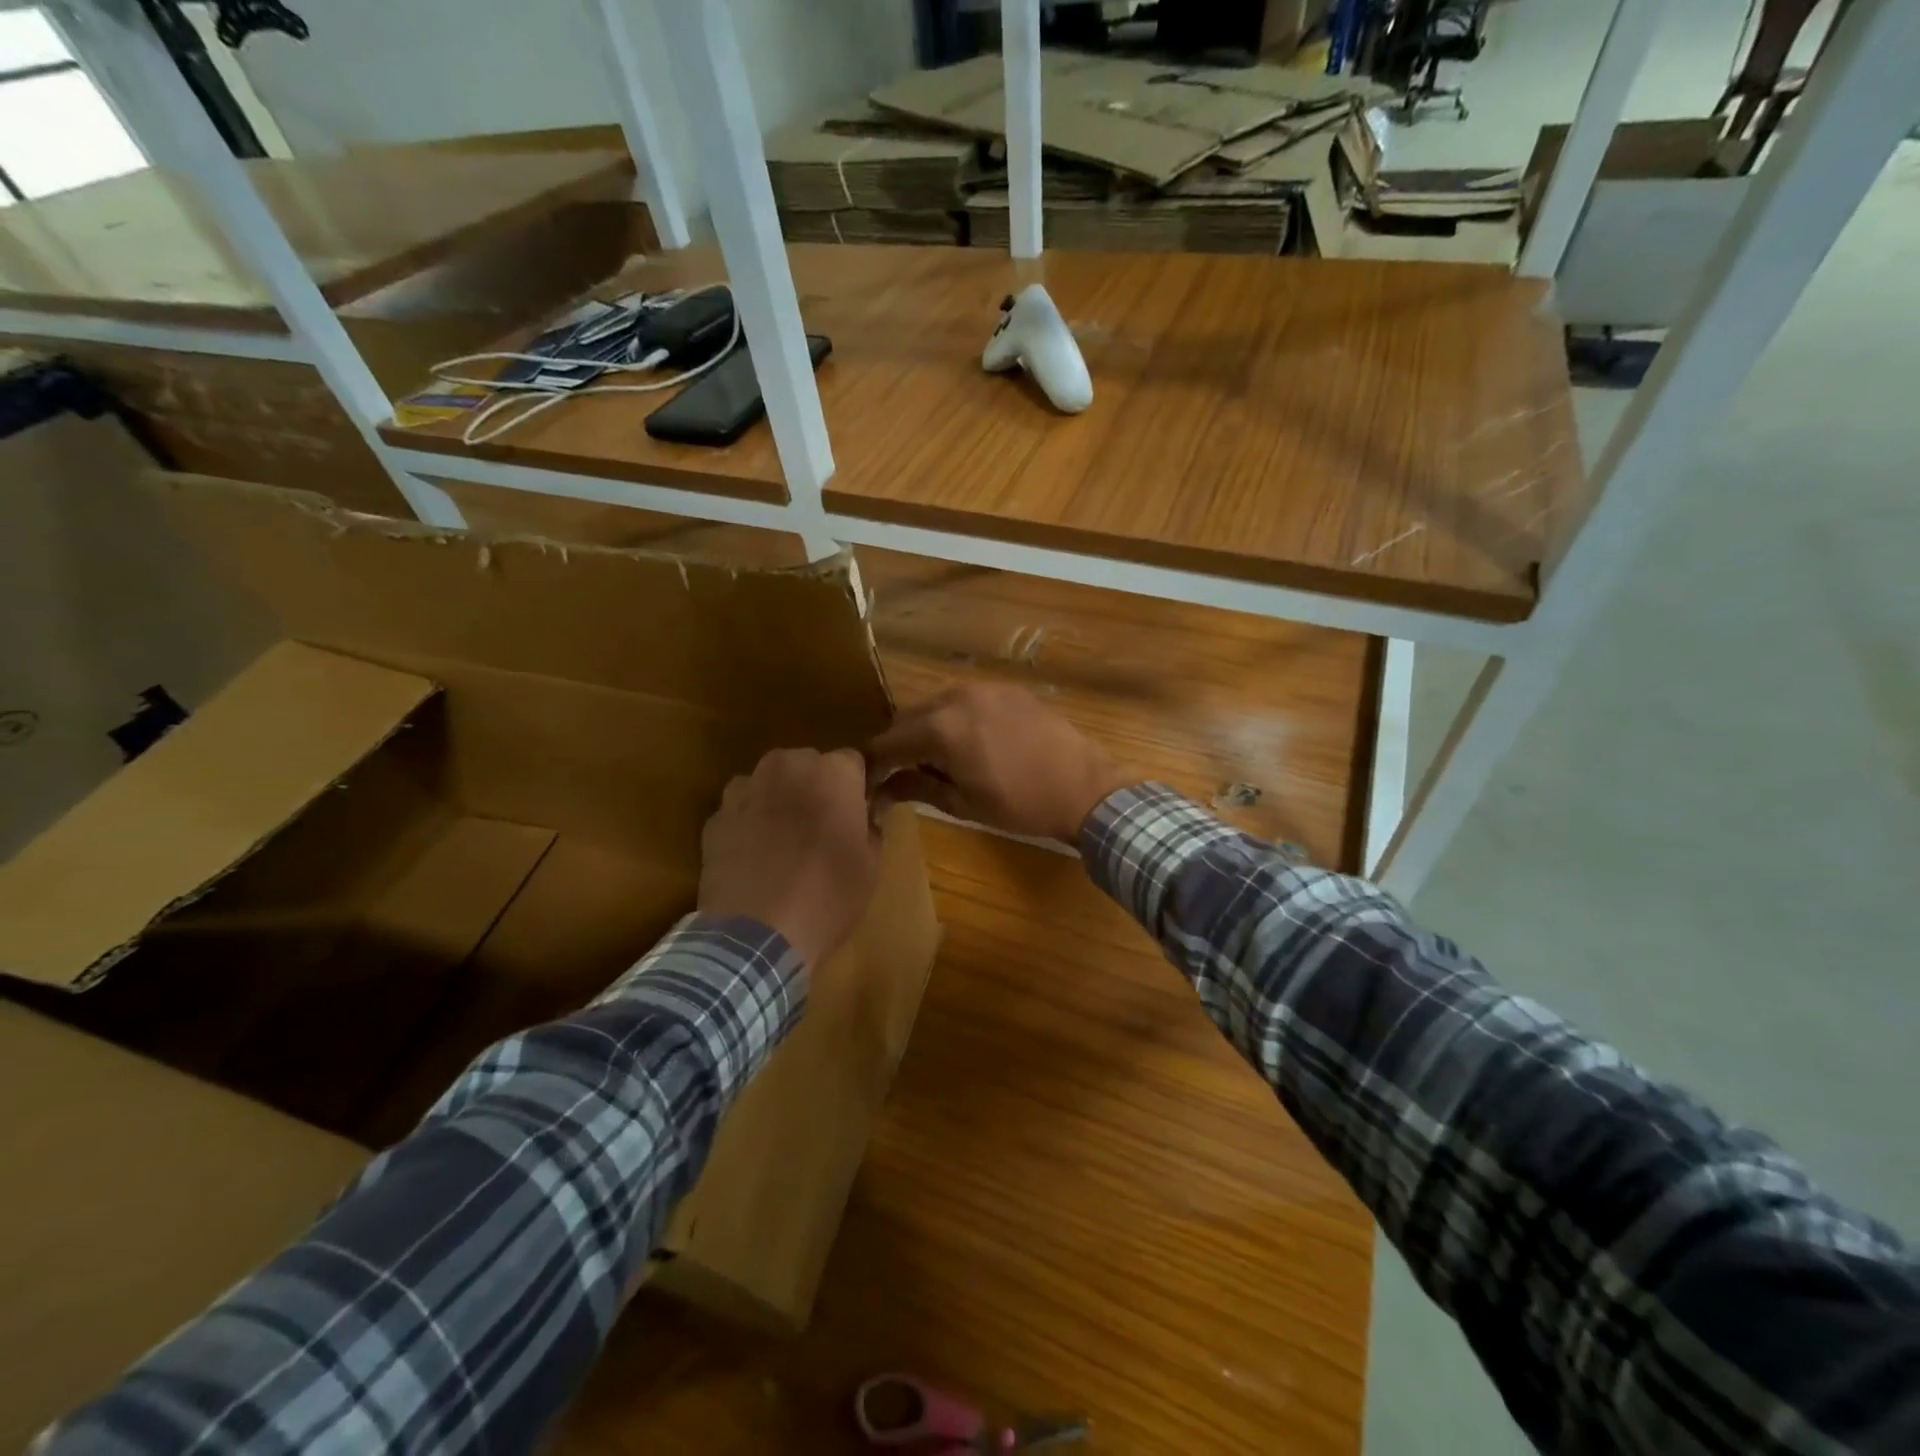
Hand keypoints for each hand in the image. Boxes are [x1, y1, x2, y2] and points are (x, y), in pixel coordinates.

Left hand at [698, 747, 881, 969]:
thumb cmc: (828, 896)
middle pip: (808, 765)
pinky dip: (750, 822)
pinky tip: (755, 857)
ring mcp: (746, 789)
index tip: (858, 813)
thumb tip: (867, 812)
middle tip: (822, 828)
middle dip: (816, 787)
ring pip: (770, 782)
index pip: (853, 762)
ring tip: (785, 841)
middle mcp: (788, 766)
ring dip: (780, 799)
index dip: (856, 787)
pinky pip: (741, 808)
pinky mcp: (715, 816)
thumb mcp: (871, 865)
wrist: (755, 935)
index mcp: (833, 772)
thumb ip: (872, 826)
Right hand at [867, 684, 1135, 843]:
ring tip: (936, 760)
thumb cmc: (1021, 804)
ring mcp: (984, 688)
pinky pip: (966, 700)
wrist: (1084, 786)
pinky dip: (955, 719)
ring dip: (926, 729)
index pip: (888, 742)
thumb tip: (883, 789)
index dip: (873, 764)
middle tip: (900, 774)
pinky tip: (968, 743)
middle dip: (899, 744)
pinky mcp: (1007, 689)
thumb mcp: (964, 803)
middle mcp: (956, 697)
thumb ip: (918, 788)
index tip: (868, 783)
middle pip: (908, 717)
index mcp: (941, 728)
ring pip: (937, 705)